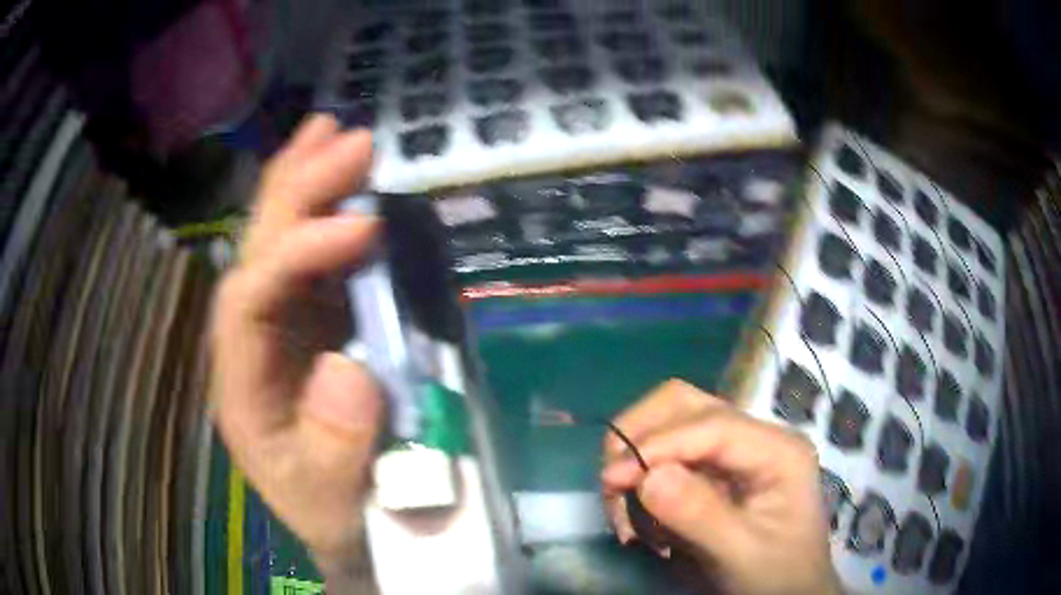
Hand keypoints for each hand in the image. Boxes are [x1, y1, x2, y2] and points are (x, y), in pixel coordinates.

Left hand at [211, 114, 381, 577]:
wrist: (343, 519)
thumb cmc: (331, 513)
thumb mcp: (332, 500)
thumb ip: (334, 449)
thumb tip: (348, 365)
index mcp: (241, 381)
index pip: (250, 298)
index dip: (299, 254)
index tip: (362, 226)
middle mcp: (251, 338)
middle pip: (257, 249)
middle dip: (297, 189)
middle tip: (347, 137)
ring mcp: (282, 324)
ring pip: (279, 239)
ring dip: (305, 182)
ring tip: (333, 131)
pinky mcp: (313, 321)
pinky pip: (315, 256)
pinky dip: (328, 212)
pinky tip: (345, 182)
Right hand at [601, 380, 840, 594]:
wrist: (790, 593)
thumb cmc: (776, 576)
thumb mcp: (742, 554)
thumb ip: (700, 516)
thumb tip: (646, 477)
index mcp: (778, 450)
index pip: (712, 424)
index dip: (659, 443)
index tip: (613, 478)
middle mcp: (756, 437)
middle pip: (687, 405)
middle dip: (641, 437)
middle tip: (613, 483)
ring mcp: (735, 452)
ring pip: (671, 424)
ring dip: (638, 457)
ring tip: (625, 507)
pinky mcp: (716, 471)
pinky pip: (668, 457)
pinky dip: (644, 479)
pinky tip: (643, 518)